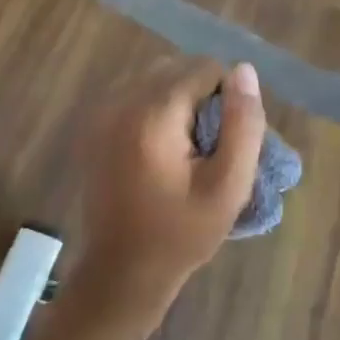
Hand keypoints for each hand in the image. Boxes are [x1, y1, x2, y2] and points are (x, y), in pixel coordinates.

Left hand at [71, 57, 265, 334]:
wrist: (120, 273)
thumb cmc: (181, 234)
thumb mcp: (228, 186)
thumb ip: (242, 124)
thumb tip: (244, 70)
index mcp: (154, 113)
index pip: (206, 68)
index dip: (228, 98)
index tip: (226, 140)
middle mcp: (122, 100)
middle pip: (179, 66)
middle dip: (203, 94)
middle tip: (209, 144)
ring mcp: (102, 110)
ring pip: (157, 76)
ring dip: (179, 98)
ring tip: (187, 146)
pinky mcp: (94, 124)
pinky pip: (136, 92)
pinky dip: (156, 106)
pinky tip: (161, 147)